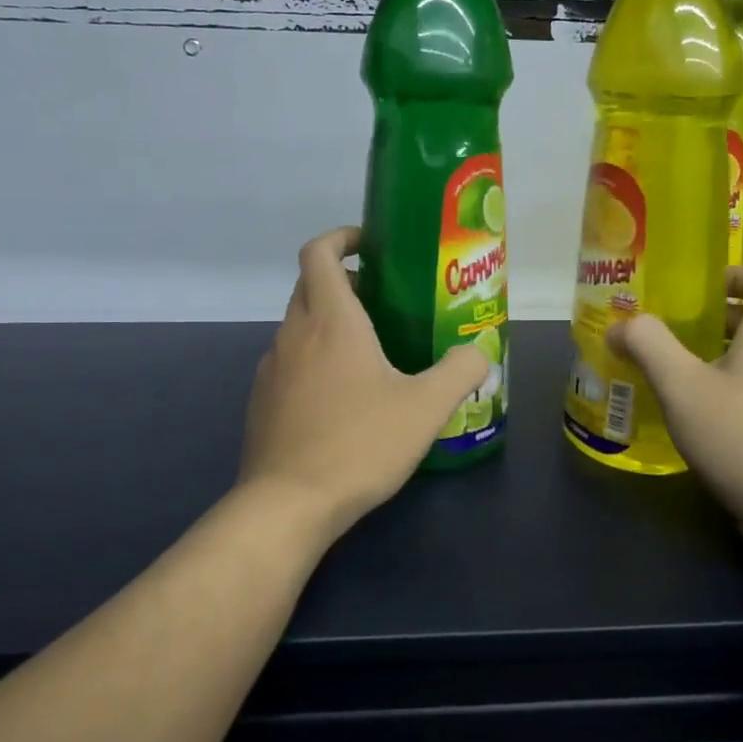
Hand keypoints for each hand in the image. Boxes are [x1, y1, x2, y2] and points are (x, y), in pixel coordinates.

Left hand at [239, 226, 488, 539]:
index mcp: (331, 320)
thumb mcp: (425, 408)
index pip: (318, 252)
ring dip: (329, 322)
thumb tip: (480, 351)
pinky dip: (314, 358)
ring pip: (299, 325)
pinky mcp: (262, 400)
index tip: (370, 245)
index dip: (341, 237)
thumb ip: (460, 371)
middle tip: (386, 301)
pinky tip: (343, 398)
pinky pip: (290, 361)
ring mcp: (272, 367)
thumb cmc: (359, 444)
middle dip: (344, 281)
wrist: (288, 504)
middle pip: (310, 285)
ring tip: (371, 352)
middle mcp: (294, 333)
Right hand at [609, 267, 742, 542]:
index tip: (698, 289)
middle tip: (672, 336)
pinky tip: (706, 423)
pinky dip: (737, 394)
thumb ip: (649, 345)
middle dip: (716, 323)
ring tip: (681, 380)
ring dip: (724, 361)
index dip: (735, 275)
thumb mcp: (682, 386)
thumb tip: (622, 326)